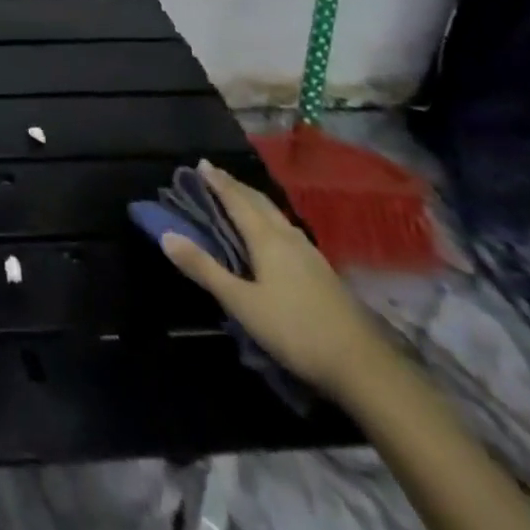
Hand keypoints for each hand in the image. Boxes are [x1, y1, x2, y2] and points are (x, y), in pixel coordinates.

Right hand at [159, 160, 384, 394]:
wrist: (363, 366)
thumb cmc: (295, 330)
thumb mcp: (241, 303)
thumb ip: (204, 269)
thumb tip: (166, 234)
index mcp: (266, 238)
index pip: (237, 200)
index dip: (218, 182)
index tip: (201, 163)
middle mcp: (288, 237)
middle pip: (258, 202)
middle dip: (235, 186)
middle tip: (216, 174)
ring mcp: (310, 254)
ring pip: (276, 215)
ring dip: (254, 201)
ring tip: (241, 196)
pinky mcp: (322, 272)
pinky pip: (288, 230)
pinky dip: (270, 219)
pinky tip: (275, 233)